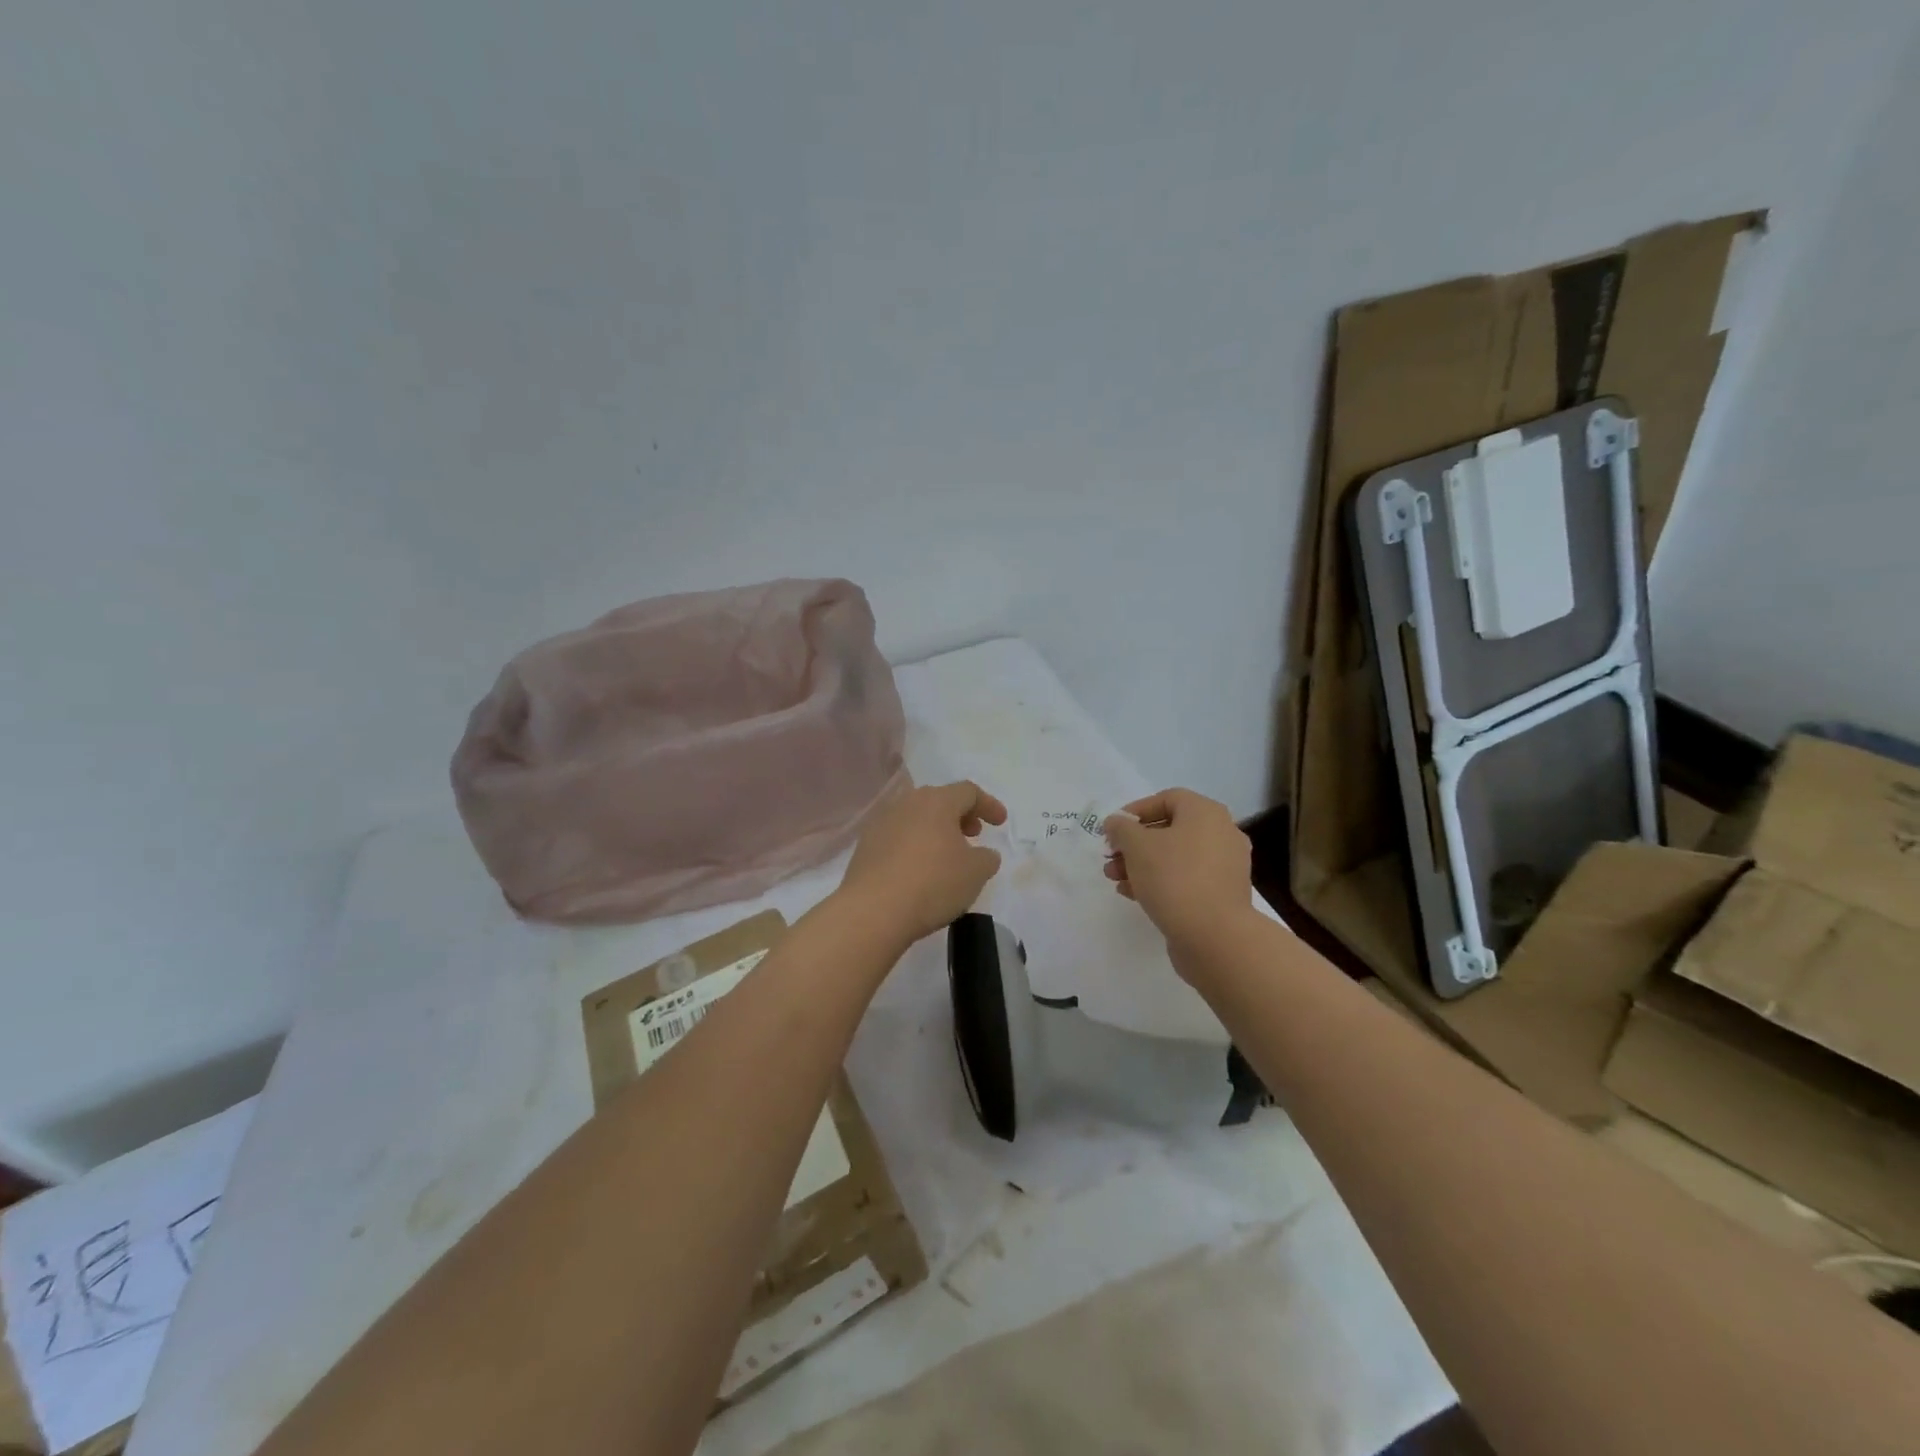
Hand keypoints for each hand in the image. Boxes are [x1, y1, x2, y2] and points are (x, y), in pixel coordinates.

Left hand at [839, 781, 1007, 944]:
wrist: (873, 911)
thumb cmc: (933, 883)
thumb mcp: (976, 873)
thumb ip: (987, 858)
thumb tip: (983, 854)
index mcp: (937, 801)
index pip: (968, 792)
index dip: (989, 805)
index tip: (1000, 823)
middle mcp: (907, 803)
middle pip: (939, 800)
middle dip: (960, 815)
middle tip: (973, 835)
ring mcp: (882, 823)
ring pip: (916, 817)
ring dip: (936, 830)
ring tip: (946, 855)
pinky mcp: (865, 846)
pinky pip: (898, 836)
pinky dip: (914, 845)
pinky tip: (919, 869)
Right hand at [1103, 789, 1255, 972]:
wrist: (1214, 936)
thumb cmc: (1174, 878)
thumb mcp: (1136, 845)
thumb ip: (1121, 828)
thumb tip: (1116, 823)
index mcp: (1206, 813)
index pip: (1167, 799)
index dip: (1135, 811)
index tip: (1112, 829)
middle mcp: (1221, 834)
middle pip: (1170, 830)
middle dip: (1134, 843)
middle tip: (1110, 857)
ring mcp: (1225, 866)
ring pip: (1176, 857)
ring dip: (1142, 864)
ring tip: (1115, 879)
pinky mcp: (1222, 895)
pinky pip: (1186, 879)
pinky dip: (1160, 881)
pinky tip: (1133, 894)